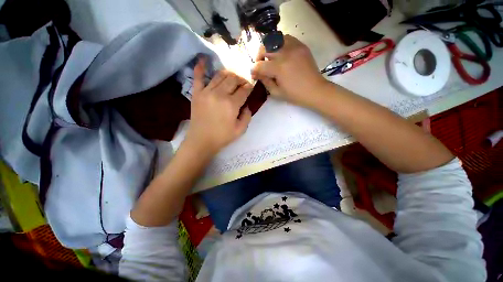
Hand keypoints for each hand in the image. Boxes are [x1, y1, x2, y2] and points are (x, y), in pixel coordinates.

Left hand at [185, 58, 252, 154]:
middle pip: (233, 79)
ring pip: (220, 75)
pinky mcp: (197, 93)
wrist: (201, 141)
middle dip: (240, 79)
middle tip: (243, 83)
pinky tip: (203, 59)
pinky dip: (200, 67)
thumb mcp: (240, 130)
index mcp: (231, 104)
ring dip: (228, 74)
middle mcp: (219, 94)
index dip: (249, 87)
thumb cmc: (222, 137)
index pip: (244, 90)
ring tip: (232, 78)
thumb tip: (246, 105)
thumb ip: (247, 116)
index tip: (251, 86)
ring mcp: (206, 92)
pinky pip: (198, 77)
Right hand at [251, 35, 329, 105]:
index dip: (253, 70)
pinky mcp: (301, 45)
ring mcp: (294, 47)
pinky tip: (280, 53)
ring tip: (270, 57)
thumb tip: (258, 73)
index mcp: (279, 68)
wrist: (315, 90)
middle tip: (260, 64)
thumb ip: (265, 82)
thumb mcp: (276, 93)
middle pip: (264, 47)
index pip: (259, 65)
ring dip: (268, 47)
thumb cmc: (295, 95)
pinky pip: (286, 38)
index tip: (254, 74)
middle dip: (258, 56)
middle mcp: (285, 53)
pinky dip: (279, 43)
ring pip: (274, 39)